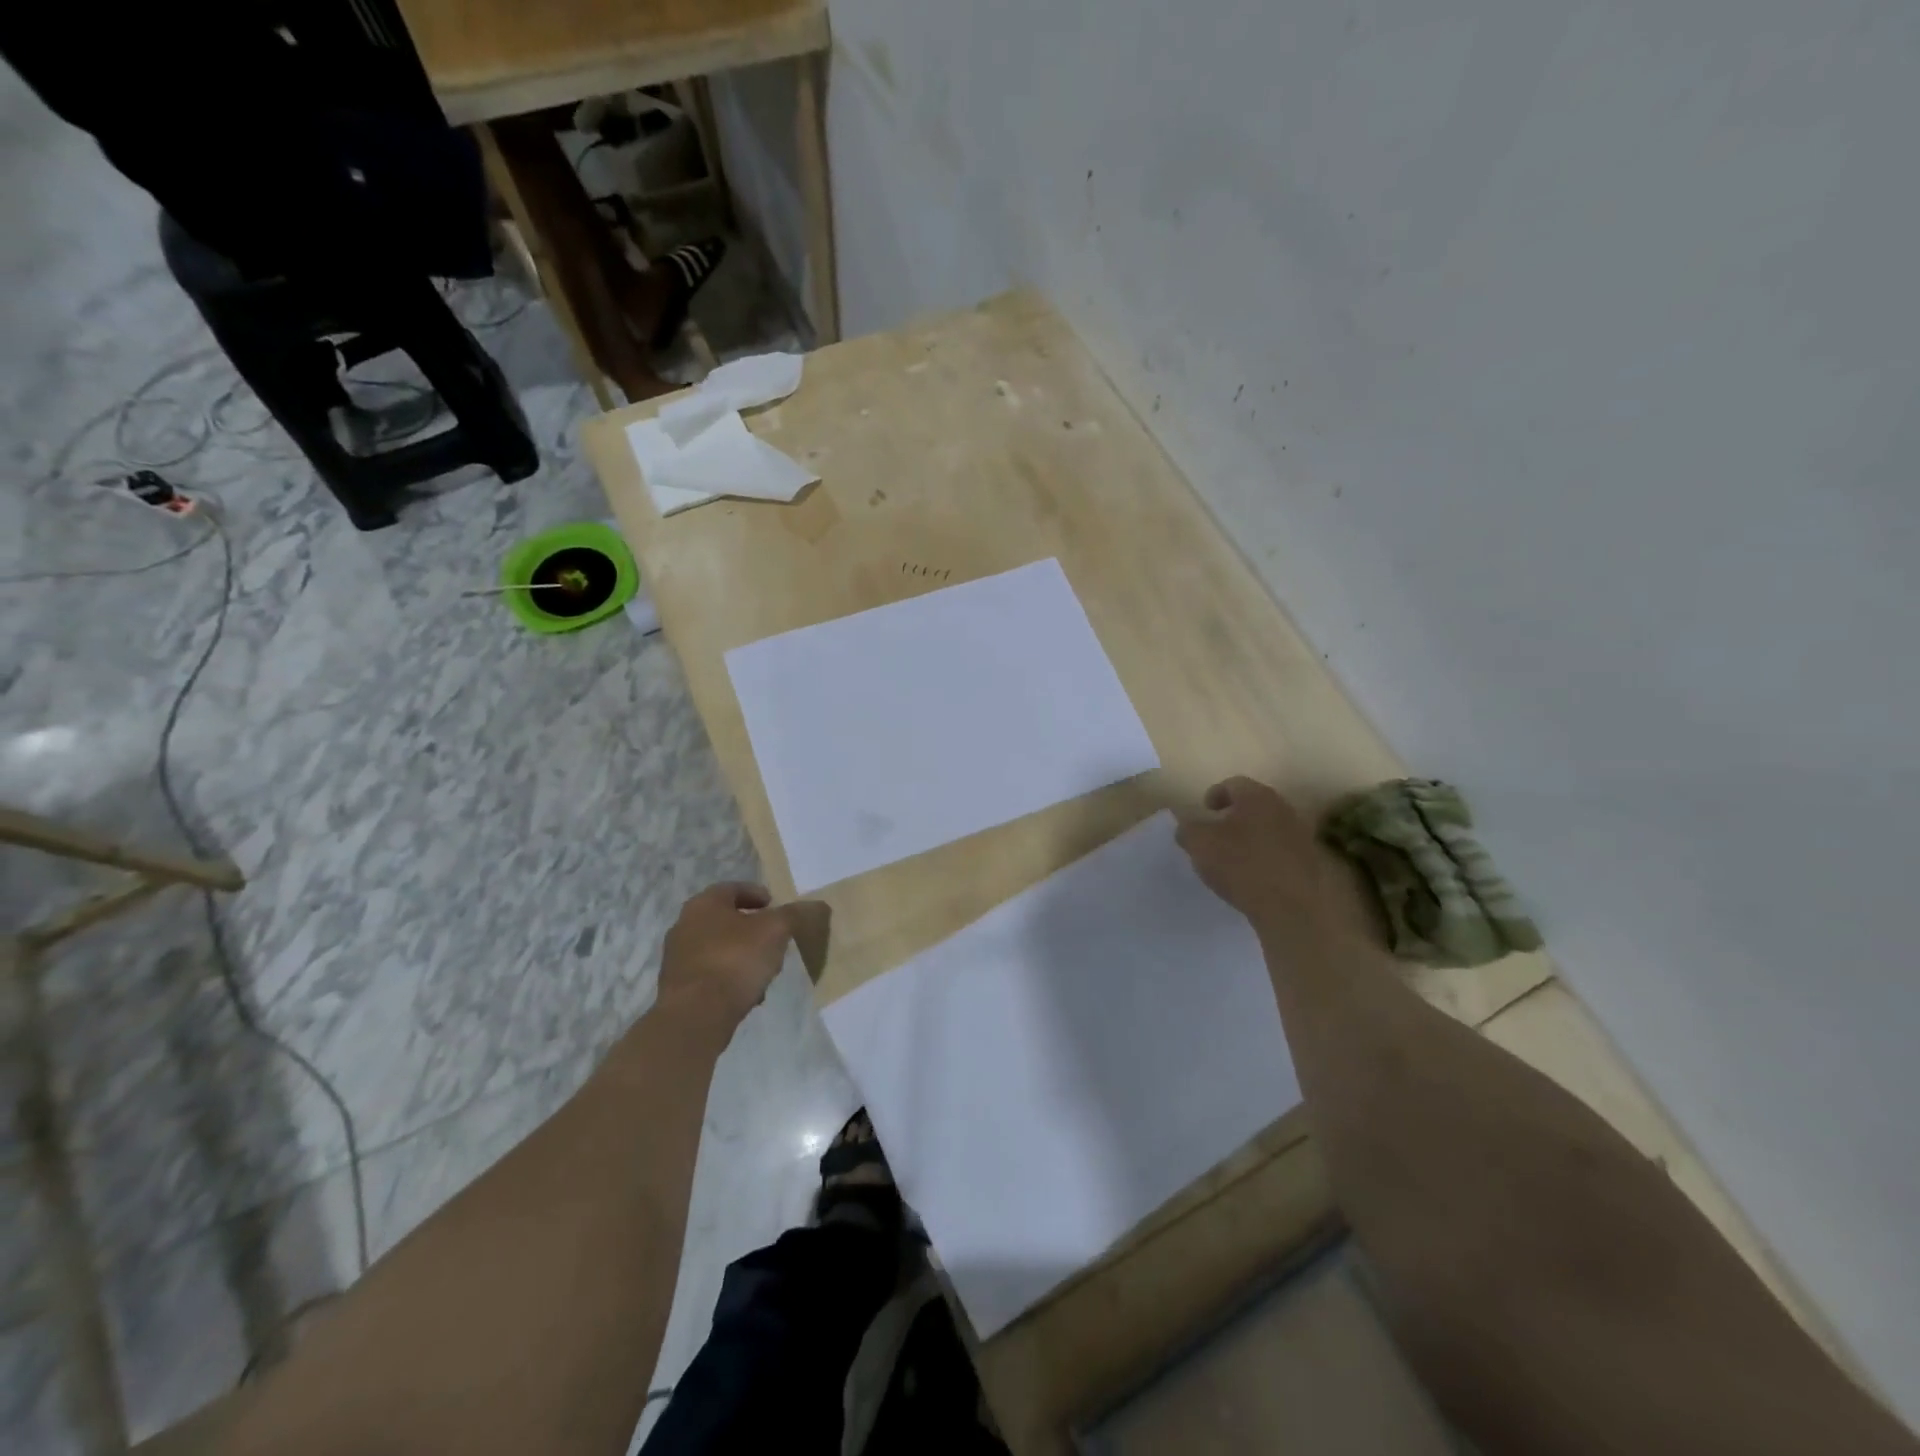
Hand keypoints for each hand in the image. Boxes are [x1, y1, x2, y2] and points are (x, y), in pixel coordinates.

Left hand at [656, 882, 809, 1031]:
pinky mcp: (678, 987)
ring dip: (741, 954)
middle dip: (751, 927)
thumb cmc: (735, 960)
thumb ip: (794, 914)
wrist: (695, 1015)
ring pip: (718, 948)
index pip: (732, 888)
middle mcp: (685, 925)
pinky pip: (710, 974)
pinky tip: (748, 993)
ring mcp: (678, 958)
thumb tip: (816, 904)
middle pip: (724, 919)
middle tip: (774, 937)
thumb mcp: (775, 931)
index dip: (757, 894)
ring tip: (765, 969)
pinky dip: (729, 977)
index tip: (775, 906)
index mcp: (704, 904)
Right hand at [1175, 776, 1334, 936]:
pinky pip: (1280, 852)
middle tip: (1215, 833)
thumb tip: (1187, 826)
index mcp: (1257, 797)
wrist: (1294, 906)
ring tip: (1232, 858)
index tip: (1204, 811)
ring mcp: (1301, 836)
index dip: (1215, 795)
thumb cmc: (1242, 865)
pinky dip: (1264, 857)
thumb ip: (1188, 829)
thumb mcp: (1199, 844)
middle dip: (1234, 816)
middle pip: (1254, 805)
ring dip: (1250, 837)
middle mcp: (1283, 809)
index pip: (1233, 784)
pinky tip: (1252, 876)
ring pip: (1268, 828)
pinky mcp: (1309, 863)